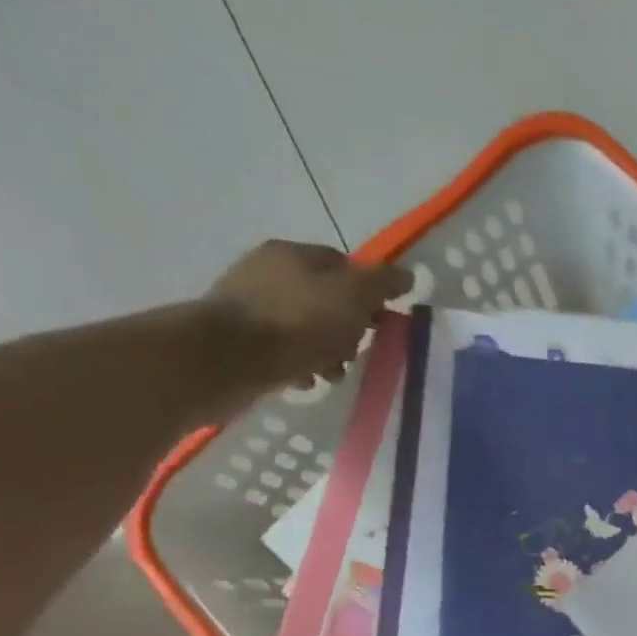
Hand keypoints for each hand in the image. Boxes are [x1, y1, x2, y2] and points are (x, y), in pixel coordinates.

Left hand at [209, 240, 412, 384]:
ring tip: (331, 375)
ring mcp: (250, 306)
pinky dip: (299, 365)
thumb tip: (407, 275)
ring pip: (304, 328)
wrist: (229, 359)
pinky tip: (305, 381)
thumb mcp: (352, 297)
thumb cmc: (296, 323)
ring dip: (325, 352)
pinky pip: (282, 351)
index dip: (367, 293)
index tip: (381, 322)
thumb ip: (381, 284)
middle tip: (355, 352)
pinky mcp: (239, 339)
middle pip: (324, 299)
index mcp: (294, 254)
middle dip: (347, 328)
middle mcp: (268, 272)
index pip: (343, 264)